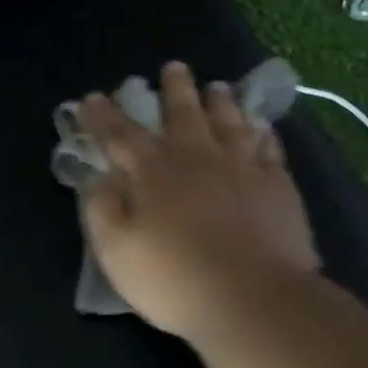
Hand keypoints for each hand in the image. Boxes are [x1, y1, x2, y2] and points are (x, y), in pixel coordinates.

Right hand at [76, 62, 318, 341]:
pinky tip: (261, 127)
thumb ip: (101, 209)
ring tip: (217, 87)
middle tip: (174, 68)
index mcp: (152, 173)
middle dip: (174, 90)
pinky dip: (262, 132)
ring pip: (229, 122)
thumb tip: (98, 178)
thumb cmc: (173, 279)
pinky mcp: (276, 185)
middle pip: (182, 114)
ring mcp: (241, 168)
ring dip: (220, 102)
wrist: (252, 299)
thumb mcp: (116, 251)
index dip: (102, 116)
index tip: (91, 98)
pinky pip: (268, 147)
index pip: (120, 135)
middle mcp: (196, 158)